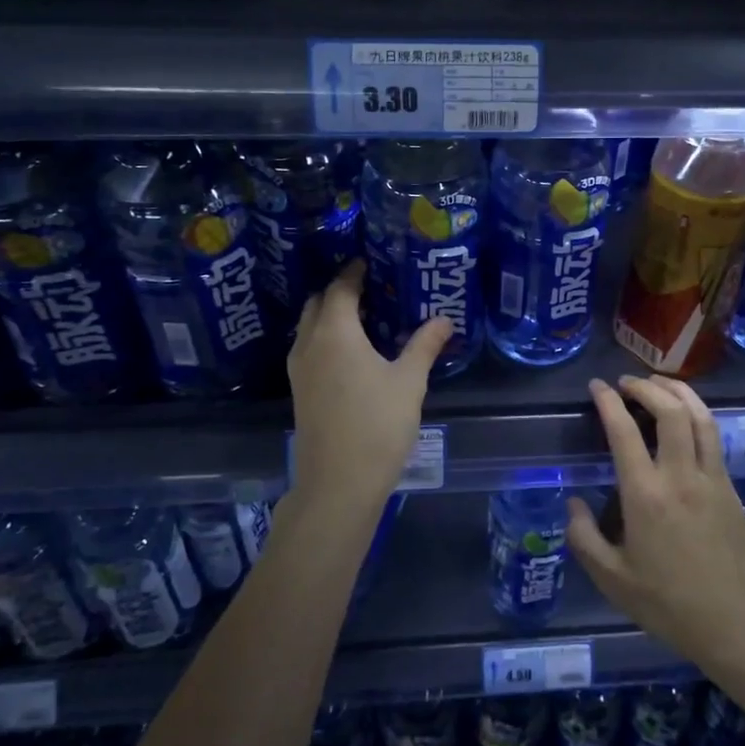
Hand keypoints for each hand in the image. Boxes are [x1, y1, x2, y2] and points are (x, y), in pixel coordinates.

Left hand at [286, 261, 450, 523]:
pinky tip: (352, 351)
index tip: (370, 262)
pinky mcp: (299, 391)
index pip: (340, 288)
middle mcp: (309, 344)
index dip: (354, 272)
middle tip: (371, 287)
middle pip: (318, 303)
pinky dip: (326, 337)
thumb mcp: (409, 382)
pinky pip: (309, 348)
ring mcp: (299, 369)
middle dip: (340, 290)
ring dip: (330, 315)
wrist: (338, 483)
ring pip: (309, 327)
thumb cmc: (377, 425)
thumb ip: (425, 345)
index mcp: (335, 333)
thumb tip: (445, 319)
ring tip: (364, 316)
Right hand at [566, 375, 744, 675]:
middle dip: (647, 387)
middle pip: (670, 411)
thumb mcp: (611, 578)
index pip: (624, 431)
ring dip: (678, 392)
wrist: (733, 623)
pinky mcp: (730, 488)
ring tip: (658, 384)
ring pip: (700, 417)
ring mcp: (711, 479)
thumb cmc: (666, 603)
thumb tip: (573, 501)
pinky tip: (686, 417)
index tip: (598, 386)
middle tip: (627, 382)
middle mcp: (680, 476)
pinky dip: (697, 414)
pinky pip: (714, 437)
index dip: (608, 401)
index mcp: (645, 496)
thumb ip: (584, 537)